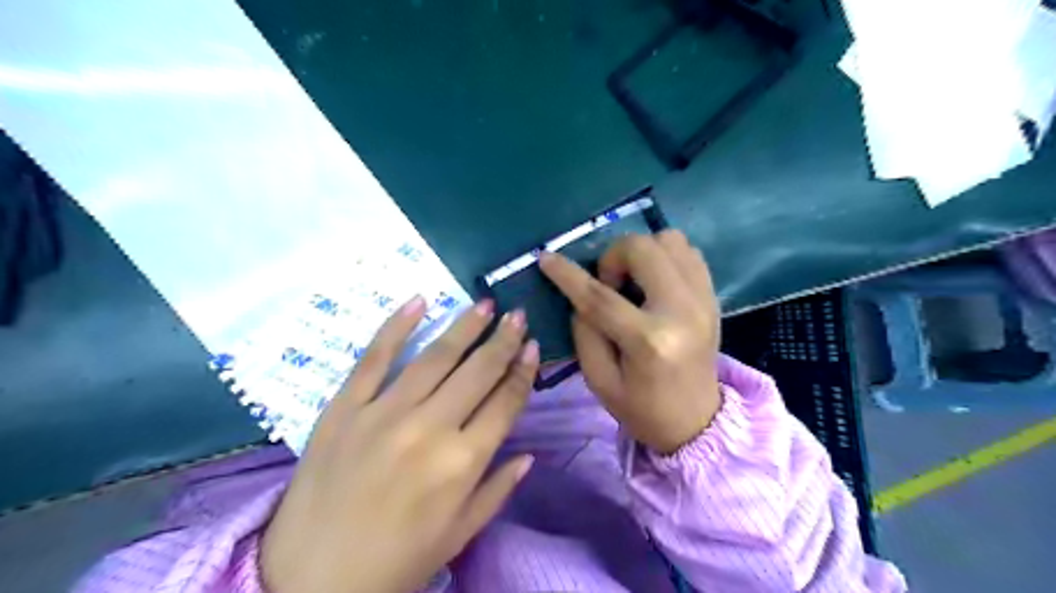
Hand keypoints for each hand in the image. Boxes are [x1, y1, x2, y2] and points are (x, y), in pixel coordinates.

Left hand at [260, 299, 539, 592]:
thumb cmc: (395, 563)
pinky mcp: (344, 408)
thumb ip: (498, 490)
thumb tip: (529, 454)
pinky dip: (396, 327)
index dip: (523, 372)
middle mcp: (429, 428)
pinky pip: (373, 358)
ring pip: (434, 357)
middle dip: (503, 340)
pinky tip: (418, 301)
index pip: (505, 403)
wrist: (309, 582)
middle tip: (517, 315)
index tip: (533, 346)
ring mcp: (383, 413)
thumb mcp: (458, 535)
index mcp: (462, 463)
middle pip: (477, 372)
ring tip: (484, 305)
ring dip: (464, 327)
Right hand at [540, 231, 721, 452]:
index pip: (600, 296)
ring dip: (642, 252)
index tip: (546, 257)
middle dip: (613, 257)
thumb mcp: (599, 379)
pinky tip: (653, 282)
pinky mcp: (713, 296)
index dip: (568, 274)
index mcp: (649, 341)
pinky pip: (688, 252)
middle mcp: (682, 311)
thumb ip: (584, 332)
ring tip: (633, 281)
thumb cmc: (642, 408)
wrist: (696, 422)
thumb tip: (580, 293)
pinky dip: (664, 257)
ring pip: (670, 240)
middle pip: (642, 249)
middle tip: (608, 284)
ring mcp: (703, 299)